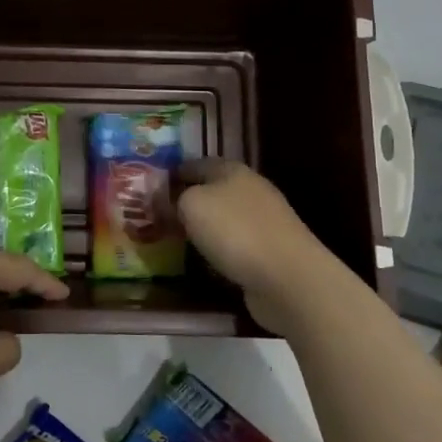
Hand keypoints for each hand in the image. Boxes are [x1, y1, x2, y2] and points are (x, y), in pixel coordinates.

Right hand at [177, 160, 334, 334]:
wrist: (288, 278)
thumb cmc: (235, 231)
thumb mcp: (192, 205)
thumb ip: (177, 198)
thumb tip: (173, 201)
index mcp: (233, 171)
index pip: (197, 163)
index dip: (175, 173)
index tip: (153, 187)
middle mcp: (251, 190)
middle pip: (213, 190)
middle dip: (190, 201)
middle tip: (161, 216)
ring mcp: (265, 222)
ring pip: (225, 219)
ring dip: (205, 228)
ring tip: (178, 241)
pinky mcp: (271, 252)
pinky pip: (236, 246)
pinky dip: (220, 251)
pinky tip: (206, 263)